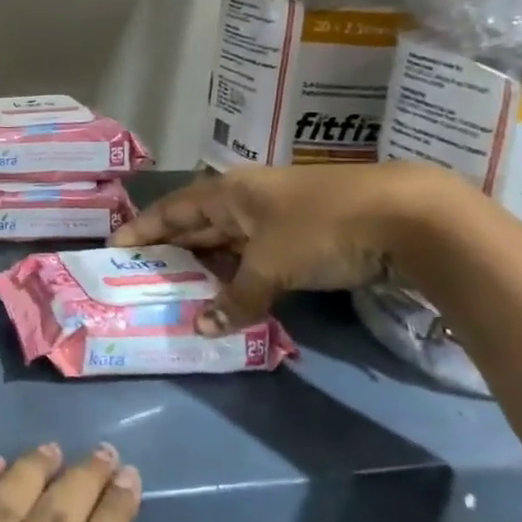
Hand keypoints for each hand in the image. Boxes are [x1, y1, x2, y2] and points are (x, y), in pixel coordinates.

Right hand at [113, 163, 435, 333]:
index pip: (172, 210)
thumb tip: (203, 328)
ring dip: (205, 265)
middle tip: (141, 275)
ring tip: (178, 290)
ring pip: (227, 242)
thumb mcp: (271, 264)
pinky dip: (239, 275)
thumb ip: (236, 297)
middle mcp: (246, 199)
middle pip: (197, 224)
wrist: (406, 215)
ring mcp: (277, 217)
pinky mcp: (304, 236)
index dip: (142, 228)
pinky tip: (230, 294)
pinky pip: (255, 255)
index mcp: (228, 193)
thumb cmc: (321, 227)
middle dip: (170, 249)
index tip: (115, 247)